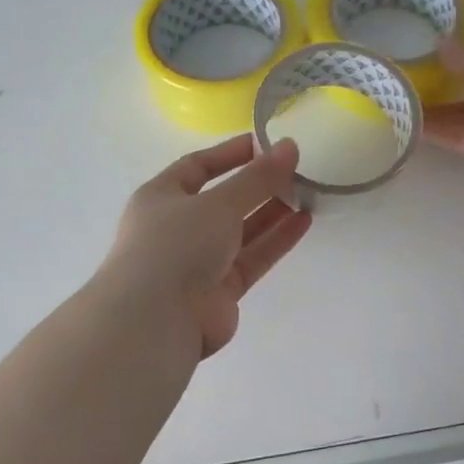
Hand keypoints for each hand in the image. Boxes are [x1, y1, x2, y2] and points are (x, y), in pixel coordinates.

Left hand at [102, 136, 311, 357]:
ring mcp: (198, 262)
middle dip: (257, 186)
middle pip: (223, 200)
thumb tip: (289, 146)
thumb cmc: (176, 245)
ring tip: (307, 194)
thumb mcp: (218, 203)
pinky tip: (303, 222)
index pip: (197, 167)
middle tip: (296, 171)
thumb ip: (257, 177)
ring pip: (241, 231)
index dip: (230, 154)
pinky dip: (275, 241)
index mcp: (161, 198)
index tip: (265, 144)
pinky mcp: (220, 291)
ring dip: (271, 213)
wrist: (156, 319)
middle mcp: (177, 228)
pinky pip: (252, 258)